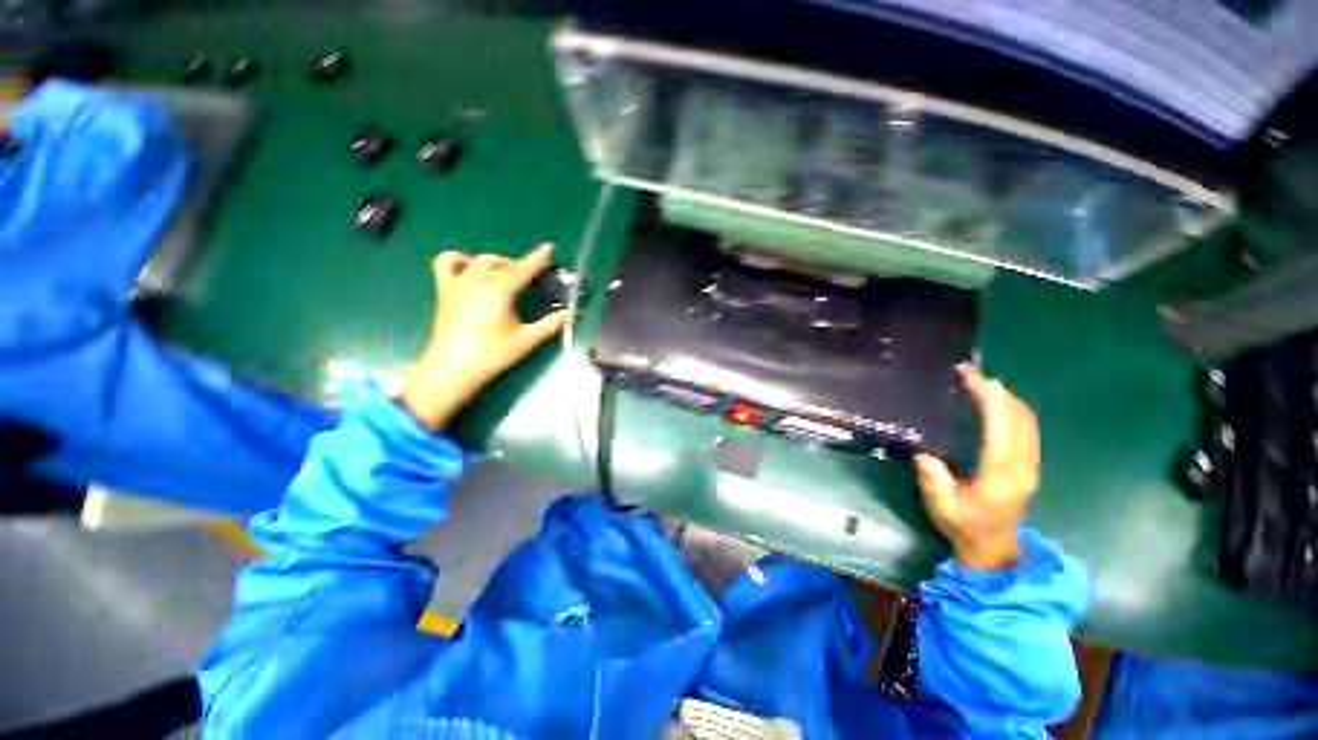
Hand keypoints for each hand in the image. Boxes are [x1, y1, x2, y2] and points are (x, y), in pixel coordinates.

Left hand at [400, 244, 569, 430]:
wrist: (452, 369)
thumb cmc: (491, 354)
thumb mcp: (527, 340)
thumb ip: (551, 325)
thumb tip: (571, 314)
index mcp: (500, 290)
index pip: (524, 269)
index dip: (538, 259)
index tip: (549, 248)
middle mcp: (478, 280)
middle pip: (503, 263)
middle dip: (519, 265)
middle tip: (532, 277)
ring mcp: (458, 283)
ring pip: (480, 260)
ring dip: (496, 262)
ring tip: (506, 273)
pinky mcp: (445, 290)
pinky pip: (446, 263)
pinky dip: (459, 259)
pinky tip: (469, 267)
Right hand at [914, 364, 1039, 570]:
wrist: (993, 547)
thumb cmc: (963, 526)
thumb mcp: (941, 507)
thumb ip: (934, 480)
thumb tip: (923, 452)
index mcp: (1000, 476)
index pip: (1001, 431)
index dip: (991, 402)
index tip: (975, 379)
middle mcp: (1021, 467)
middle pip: (1018, 420)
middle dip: (997, 392)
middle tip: (971, 372)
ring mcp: (1029, 466)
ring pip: (1027, 423)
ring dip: (1006, 398)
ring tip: (981, 381)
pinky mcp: (1028, 465)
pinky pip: (1028, 430)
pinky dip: (1014, 410)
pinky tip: (998, 402)